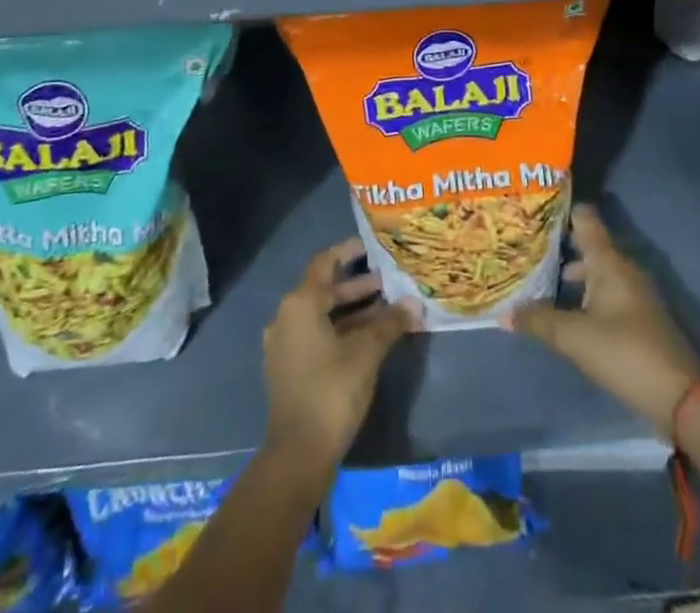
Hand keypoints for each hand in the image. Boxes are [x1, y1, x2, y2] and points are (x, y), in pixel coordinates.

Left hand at [263, 239, 421, 465]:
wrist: (298, 454)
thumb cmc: (332, 391)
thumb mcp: (366, 353)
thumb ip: (389, 323)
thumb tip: (414, 304)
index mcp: (300, 303)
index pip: (324, 263)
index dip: (348, 251)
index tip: (372, 246)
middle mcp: (287, 317)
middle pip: (324, 289)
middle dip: (357, 285)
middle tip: (388, 280)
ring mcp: (285, 344)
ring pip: (322, 315)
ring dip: (352, 310)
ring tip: (386, 309)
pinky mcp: (289, 368)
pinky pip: (316, 335)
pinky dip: (340, 330)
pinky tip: (368, 339)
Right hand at [509, 204, 699, 436]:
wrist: (682, 399)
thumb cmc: (625, 353)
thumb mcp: (574, 337)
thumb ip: (538, 321)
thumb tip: (504, 313)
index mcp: (609, 262)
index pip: (585, 219)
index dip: (561, 211)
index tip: (532, 209)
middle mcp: (623, 270)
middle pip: (588, 246)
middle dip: (558, 246)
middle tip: (525, 247)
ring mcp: (634, 294)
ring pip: (596, 272)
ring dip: (570, 274)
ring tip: (538, 281)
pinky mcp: (639, 319)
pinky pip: (605, 294)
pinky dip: (584, 295)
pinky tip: (564, 311)